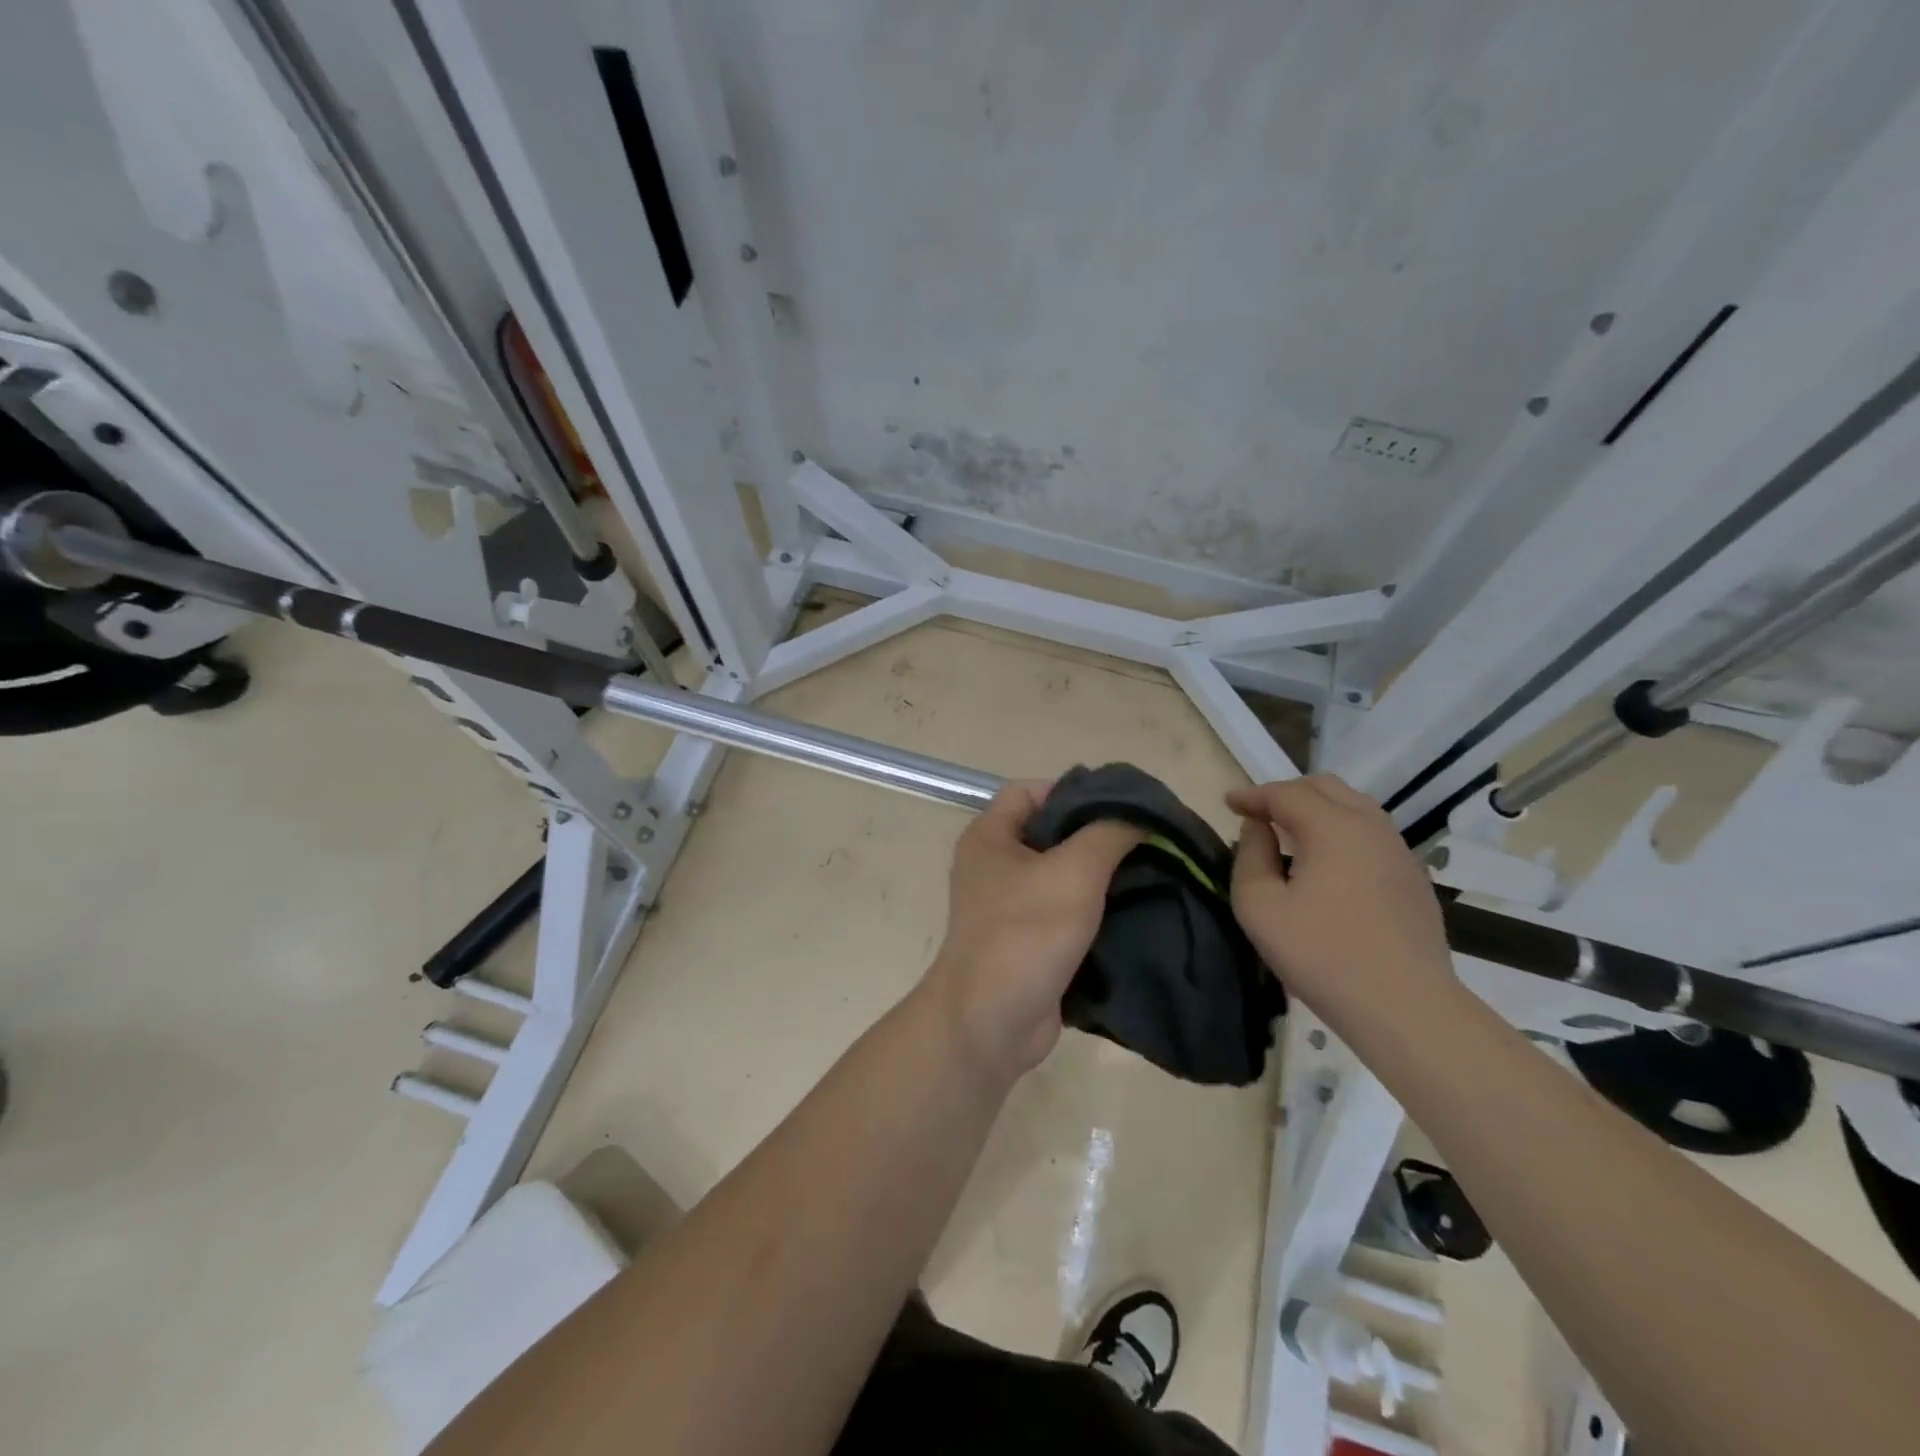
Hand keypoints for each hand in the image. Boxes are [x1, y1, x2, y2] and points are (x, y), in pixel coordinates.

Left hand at [923, 782, 1142, 1082]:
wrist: (991, 1022)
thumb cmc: (1026, 933)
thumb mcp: (1074, 871)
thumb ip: (1110, 832)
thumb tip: (1140, 813)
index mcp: (991, 835)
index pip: (1033, 790)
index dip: (1076, 791)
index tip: (1123, 807)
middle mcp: (996, 864)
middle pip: (1053, 831)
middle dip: (1099, 834)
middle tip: (1149, 839)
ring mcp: (1011, 904)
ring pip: (1064, 874)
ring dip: (1104, 874)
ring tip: (1154, 872)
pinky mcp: (1030, 939)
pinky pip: (1067, 910)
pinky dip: (1098, 908)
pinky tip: (1138, 909)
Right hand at [1228, 775, 1452, 1018]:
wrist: (1406, 1008)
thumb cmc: (1322, 956)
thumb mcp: (1260, 908)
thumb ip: (1250, 857)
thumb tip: (1258, 829)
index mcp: (1333, 828)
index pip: (1286, 793)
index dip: (1253, 795)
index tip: (1229, 803)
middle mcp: (1371, 827)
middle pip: (1325, 788)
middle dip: (1286, 793)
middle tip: (1259, 813)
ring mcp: (1399, 852)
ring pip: (1355, 807)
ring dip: (1318, 809)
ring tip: (1291, 832)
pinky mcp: (1414, 879)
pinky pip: (1372, 834)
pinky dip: (1342, 830)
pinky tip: (1329, 862)